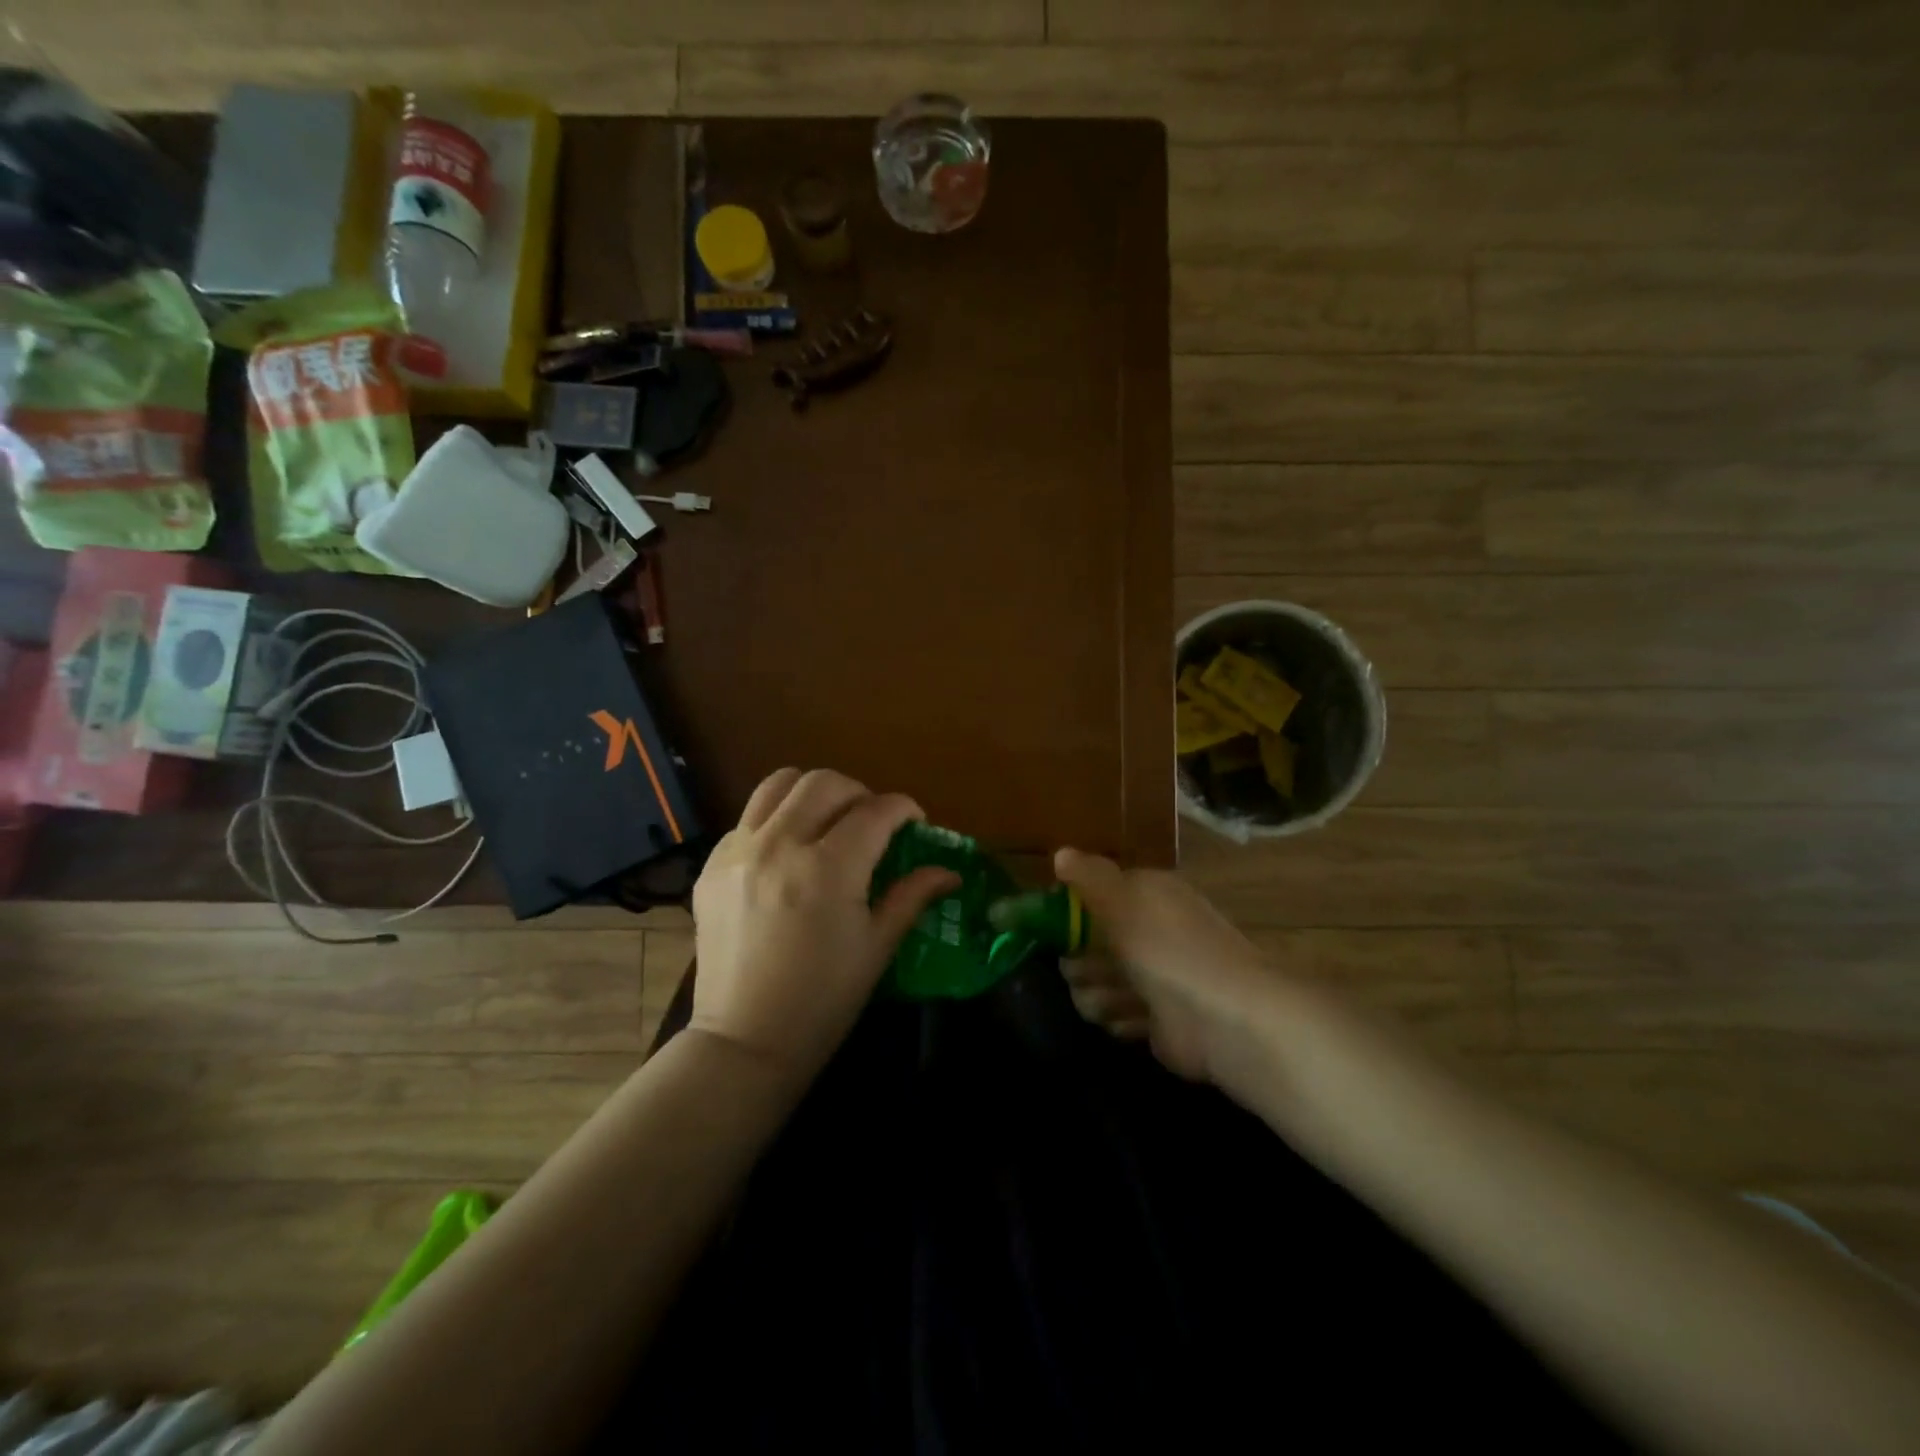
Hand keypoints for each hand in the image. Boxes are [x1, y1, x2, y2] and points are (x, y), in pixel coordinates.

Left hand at [689, 768, 958, 1083]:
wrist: (745, 1041)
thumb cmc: (823, 1000)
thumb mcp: (877, 948)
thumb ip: (912, 896)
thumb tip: (949, 872)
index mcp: (828, 869)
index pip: (876, 811)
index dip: (904, 809)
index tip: (914, 822)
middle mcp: (780, 845)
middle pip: (825, 783)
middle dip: (860, 793)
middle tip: (872, 822)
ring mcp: (739, 852)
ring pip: (779, 784)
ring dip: (813, 794)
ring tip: (827, 821)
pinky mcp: (712, 865)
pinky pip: (749, 819)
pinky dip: (777, 821)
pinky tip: (788, 854)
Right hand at [1053, 847, 1271, 1082]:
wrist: (1225, 1020)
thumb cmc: (1168, 949)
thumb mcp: (1123, 901)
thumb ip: (1089, 877)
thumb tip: (1060, 853)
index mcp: (1148, 895)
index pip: (1096, 894)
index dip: (1071, 910)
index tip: (1052, 927)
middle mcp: (1151, 931)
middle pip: (1090, 942)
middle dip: (1081, 961)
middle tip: (1083, 969)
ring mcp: (1155, 978)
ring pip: (1098, 982)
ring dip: (1099, 994)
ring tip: (1117, 1000)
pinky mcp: (1156, 1020)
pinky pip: (1118, 1015)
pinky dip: (1122, 1019)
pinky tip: (1135, 1019)